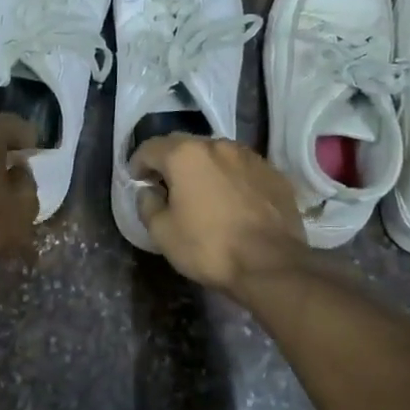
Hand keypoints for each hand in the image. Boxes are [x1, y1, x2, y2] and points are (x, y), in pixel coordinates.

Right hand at [129, 134, 306, 294]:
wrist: (272, 264)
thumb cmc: (209, 247)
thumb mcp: (162, 233)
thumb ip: (147, 205)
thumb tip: (148, 191)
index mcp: (185, 155)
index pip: (150, 148)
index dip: (138, 163)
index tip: (136, 180)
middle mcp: (218, 145)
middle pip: (184, 145)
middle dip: (170, 161)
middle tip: (165, 185)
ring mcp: (250, 156)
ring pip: (216, 154)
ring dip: (203, 167)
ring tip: (201, 191)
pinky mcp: (273, 173)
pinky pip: (242, 168)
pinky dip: (230, 178)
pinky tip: (231, 200)